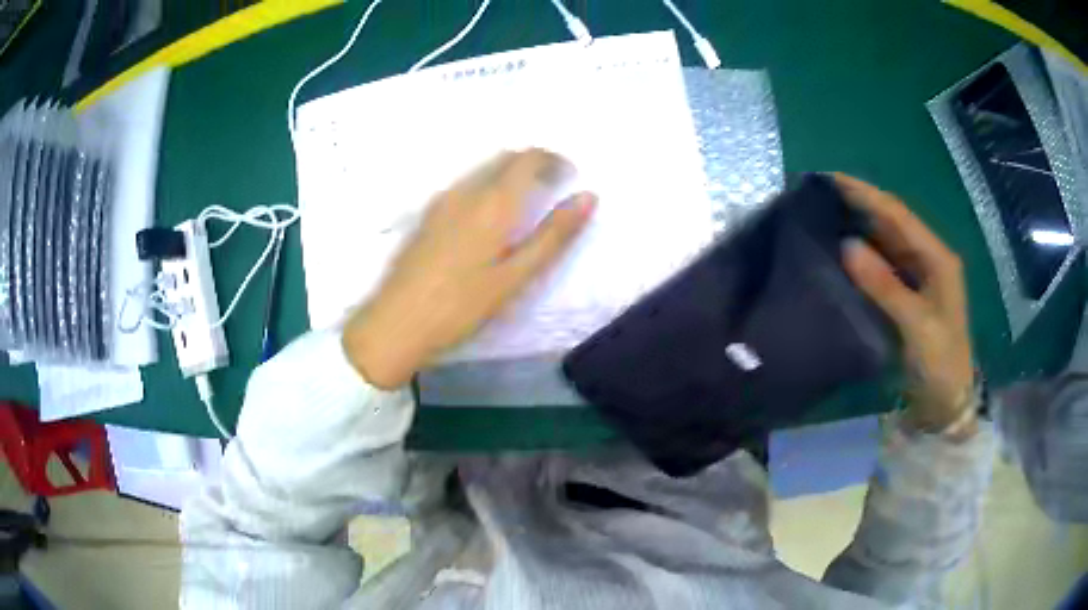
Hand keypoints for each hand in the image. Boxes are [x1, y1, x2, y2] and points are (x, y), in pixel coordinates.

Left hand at [343, 149, 596, 388]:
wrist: (395, 323)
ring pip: (483, 169)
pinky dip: (487, 185)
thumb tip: (589, 196)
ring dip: (509, 173)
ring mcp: (441, 201)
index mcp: (493, 202)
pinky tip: (488, 217)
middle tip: (553, 186)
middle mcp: (466, 190)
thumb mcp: (516, 277)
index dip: (554, 159)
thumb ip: (554, 235)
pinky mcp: (426, 215)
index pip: (528, 158)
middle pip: (504, 158)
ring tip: (525, 203)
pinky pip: (465, 184)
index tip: (570, 175)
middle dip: (533, 163)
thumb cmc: (461, 306)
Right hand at [835, 174, 975, 433]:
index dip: (866, 194)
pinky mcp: (909, 295)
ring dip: (859, 227)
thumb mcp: (916, 325)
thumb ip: (884, 285)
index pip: (897, 215)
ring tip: (825, 216)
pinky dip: (863, 255)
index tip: (831, 180)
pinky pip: (883, 266)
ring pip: (886, 242)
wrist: (948, 403)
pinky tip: (843, 252)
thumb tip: (846, 245)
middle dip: (860, 205)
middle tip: (820, 195)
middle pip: (891, 223)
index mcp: (937, 258)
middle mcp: (928, 259)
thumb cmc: (940, 363)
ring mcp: (919, 277)